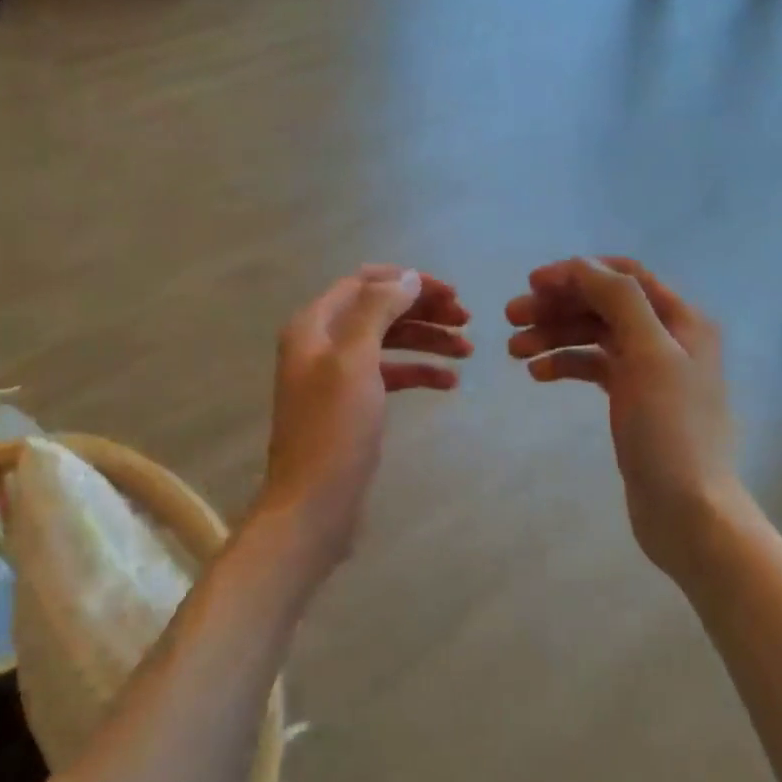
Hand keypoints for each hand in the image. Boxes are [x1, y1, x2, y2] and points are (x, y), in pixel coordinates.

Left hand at [258, 265, 471, 562]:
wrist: (313, 503)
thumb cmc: (334, 428)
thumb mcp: (355, 359)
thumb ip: (379, 310)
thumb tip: (407, 277)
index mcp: (315, 325)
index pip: (364, 282)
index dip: (408, 282)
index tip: (451, 294)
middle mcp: (323, 343)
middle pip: (379, 310)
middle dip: (423, 310)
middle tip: (467, 319)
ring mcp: (337, 376)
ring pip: (388, 343)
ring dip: (427, 340)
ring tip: (468, 350)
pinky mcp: (352, 405)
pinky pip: (389, 375)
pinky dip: (418, 372)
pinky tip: (449, 381)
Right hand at [506, 257, 737, 573]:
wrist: (688, 510)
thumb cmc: (670, 430)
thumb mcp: (649, 355)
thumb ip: (619, 300)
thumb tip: (583, 265)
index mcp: (680, 320)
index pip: (624, 275)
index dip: (577, 273)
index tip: (532, 284)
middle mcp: (666, 337)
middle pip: (604, 304)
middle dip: (557, 306)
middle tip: (510, 317)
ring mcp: (648, 370)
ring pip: (594, 336)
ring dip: (554, 335)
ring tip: (513, 351)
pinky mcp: (632, 399)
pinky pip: (593, 367)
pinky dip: (565, 364)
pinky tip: (538, 374)